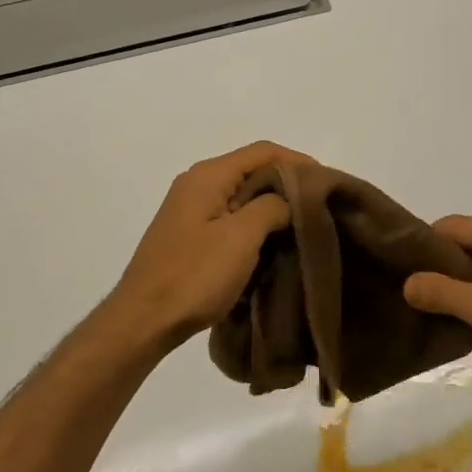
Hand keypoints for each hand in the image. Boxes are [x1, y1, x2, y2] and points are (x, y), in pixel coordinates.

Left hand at [101, 141, 314, 357]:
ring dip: (272, 207)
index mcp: (208, 176)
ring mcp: (191, 210)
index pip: (263, 151)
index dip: (298, 161)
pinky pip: (231, 217)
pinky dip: (255, 224)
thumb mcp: (241, 237)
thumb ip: (272, 206)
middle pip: (252, 170)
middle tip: (320, 206)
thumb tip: (287, 199)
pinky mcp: (190, 234)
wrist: (144, 320)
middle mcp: (197, 183)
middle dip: (288, 184)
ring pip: (243, 196)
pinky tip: (273, 243)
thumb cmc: (194, 275)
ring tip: (302, 226)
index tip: (327, 183)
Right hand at [404, 216, 471, 395]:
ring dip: (454, 287)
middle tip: (408, 291)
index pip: (451, 226)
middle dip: (436, 267)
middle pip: (463, 245)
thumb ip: (441, 293)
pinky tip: (455, 321)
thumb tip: (406, 284)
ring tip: (426, 308)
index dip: (424, 244)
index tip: (399, 268)